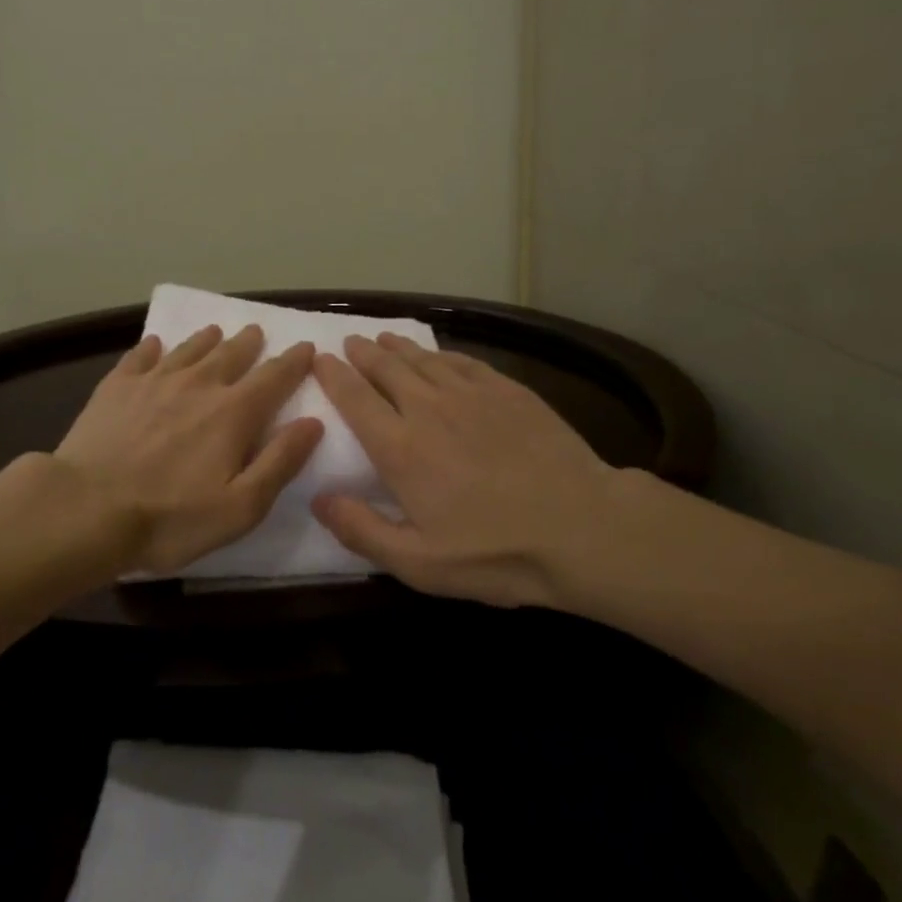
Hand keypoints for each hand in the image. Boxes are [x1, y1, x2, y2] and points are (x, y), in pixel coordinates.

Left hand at [57, 325, 323, 575]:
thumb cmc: (170, 518)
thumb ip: (280, 462)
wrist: (87, 509)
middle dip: (249, 342)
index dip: (294, 362)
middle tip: (256, 331)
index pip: (274, 378)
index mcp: (233, 412)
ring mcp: (154, 381)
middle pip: (231, 354)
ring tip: (215, 331)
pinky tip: (154, 344)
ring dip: (206, 339)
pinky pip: (139, 356)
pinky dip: (152, 348)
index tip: (306, 347)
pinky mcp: (116, 387)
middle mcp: (198, 385)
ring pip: (188, 350)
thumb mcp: (241, 506)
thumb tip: (313, 422)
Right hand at [310, 334, 624, 607]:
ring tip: (384, 338)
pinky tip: (439, 355)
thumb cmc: (496, 552)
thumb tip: (318, 498)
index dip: (333, 376)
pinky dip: (442, 354)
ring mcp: (471, 394)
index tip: (319, 359)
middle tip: (350, 342)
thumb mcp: (420, 563)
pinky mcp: (508, 390)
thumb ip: (362, 530)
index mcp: (400, 448)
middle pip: (386, 369)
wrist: (582, 527)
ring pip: (423, 359)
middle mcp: (428, 409)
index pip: (355, 399)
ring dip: (398, 347)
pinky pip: (463, 361)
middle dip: (362, 353)